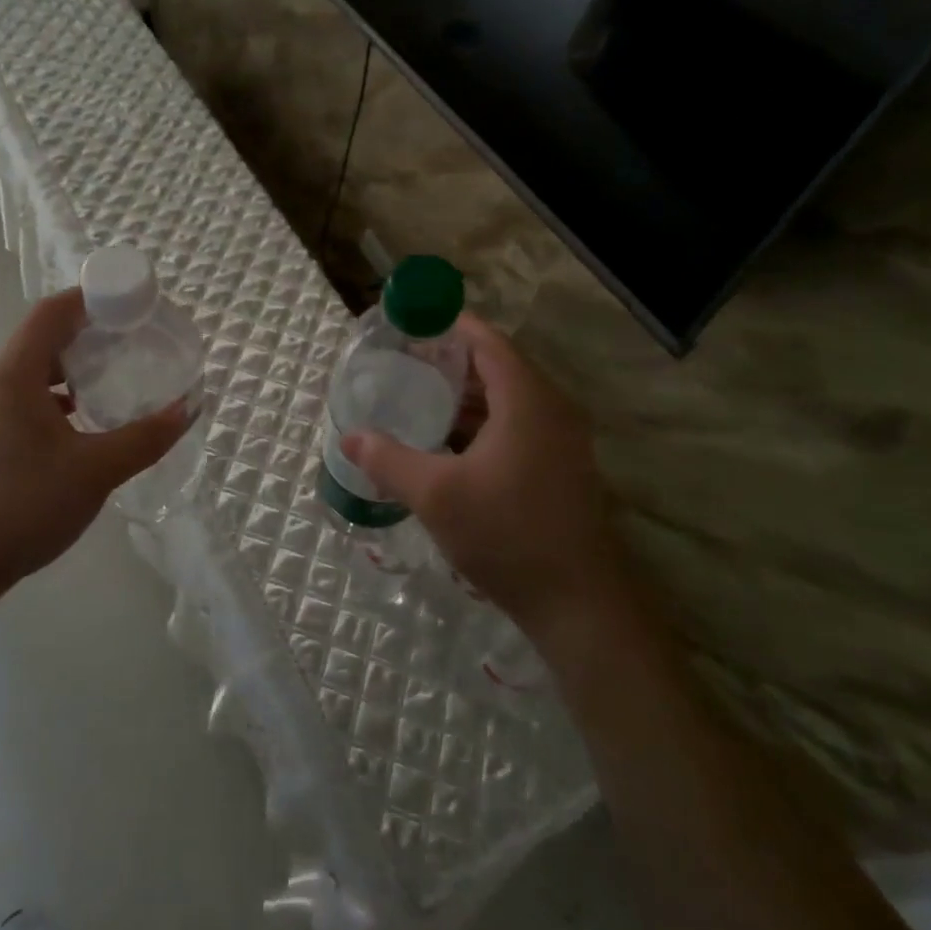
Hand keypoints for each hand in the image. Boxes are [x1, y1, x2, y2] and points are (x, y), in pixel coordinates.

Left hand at [0, 289, 190, 600]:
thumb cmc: (22, 506)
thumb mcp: (95, 471)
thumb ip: (145, 438)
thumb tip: (188, 409)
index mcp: (13, 376)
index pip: (51, 313)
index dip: (90, 298)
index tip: (128, 304)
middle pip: (40, 340)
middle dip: (86, 335)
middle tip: (129, 344)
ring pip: (28, 374)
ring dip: (68, 371)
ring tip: (108, 383)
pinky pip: (18, 401)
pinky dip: (51, 399)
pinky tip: (76, 427)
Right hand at [341, 315, 624, 633]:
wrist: (581, 607)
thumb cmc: (508, 535)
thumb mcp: (435, 495)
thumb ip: (388, 460)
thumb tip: (349, 437)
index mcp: (527, 400)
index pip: (487, 341)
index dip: (449, 325)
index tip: (410, 322)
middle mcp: (551, 410)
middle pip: (497, 366)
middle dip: (450, 360)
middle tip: (403, 361)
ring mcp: (561, 441)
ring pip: (507, 399)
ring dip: (465, 395)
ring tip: (417, 397)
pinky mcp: (560, 468)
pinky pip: (516, 425)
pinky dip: (481, 422)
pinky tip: (447, 443)